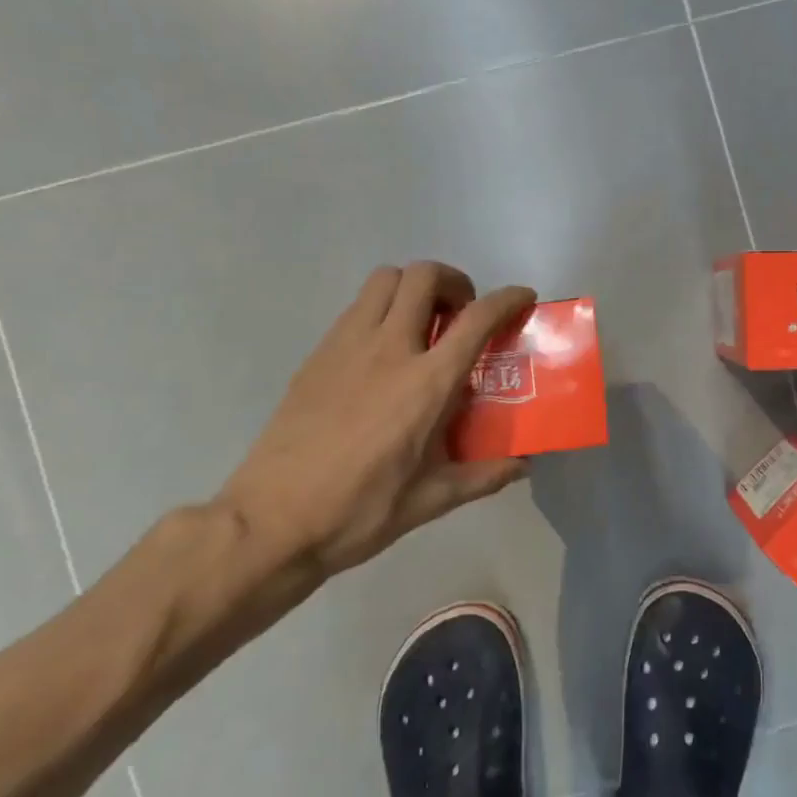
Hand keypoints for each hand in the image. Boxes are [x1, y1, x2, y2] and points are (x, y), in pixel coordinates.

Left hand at [217, 262, 535, 576]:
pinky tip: (383, 351)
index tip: (522, 297)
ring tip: (423, 323)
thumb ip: (484, 476)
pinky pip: (356, 307)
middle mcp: (389, 349)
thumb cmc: (360, 510)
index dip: (507, 298)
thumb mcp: (432, 500)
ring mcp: (347, 346)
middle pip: (424, 276)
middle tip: (462, 314)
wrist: (272, 521)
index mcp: (427, 383)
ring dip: (413, 287)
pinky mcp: (318, 355)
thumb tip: (523, 466)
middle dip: (454, 281)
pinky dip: (381, 309)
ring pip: (385, 279)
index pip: (477, 318)